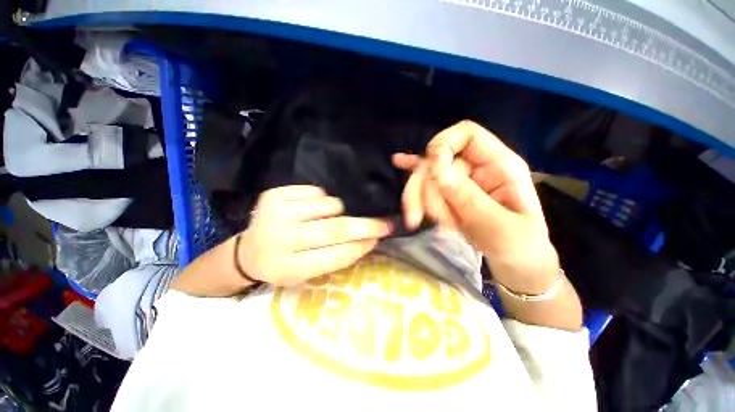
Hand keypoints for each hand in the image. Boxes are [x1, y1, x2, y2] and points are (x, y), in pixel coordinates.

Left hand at [238, 185, 393, 285]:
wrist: (248, 252)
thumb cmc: (283, 266)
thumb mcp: (308, 273)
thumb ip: (337, 257)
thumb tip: (368, 239)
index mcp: (288, 267)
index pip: (334, 256)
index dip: (360, 247)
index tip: (381, 238)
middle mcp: (281, 239)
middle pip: (334, 229)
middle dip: (366, 225)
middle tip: (386, 223)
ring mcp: (276, 212)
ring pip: (329, 204)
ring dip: (340, 211)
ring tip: (332, 218)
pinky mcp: (275, 195)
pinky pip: (316, 191)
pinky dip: (323, 200)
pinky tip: (314, 210)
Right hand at [393, 121, 559, 293]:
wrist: (515, 261)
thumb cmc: (518, 245)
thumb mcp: (499, 227)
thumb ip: (469, 198)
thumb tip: (438, 172)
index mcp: (500, 165)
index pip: (467, 134)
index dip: (444, 145)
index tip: (434, 171)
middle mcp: (477, 167)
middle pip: (437, 160)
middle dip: (425, 187)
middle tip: (417, 216)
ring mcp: (461, 180)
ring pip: (427, 176)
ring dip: (421, 199)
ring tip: (426, 222)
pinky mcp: (449, 193)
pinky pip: (427, 179)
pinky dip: (413, 173)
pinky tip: (398, 162)